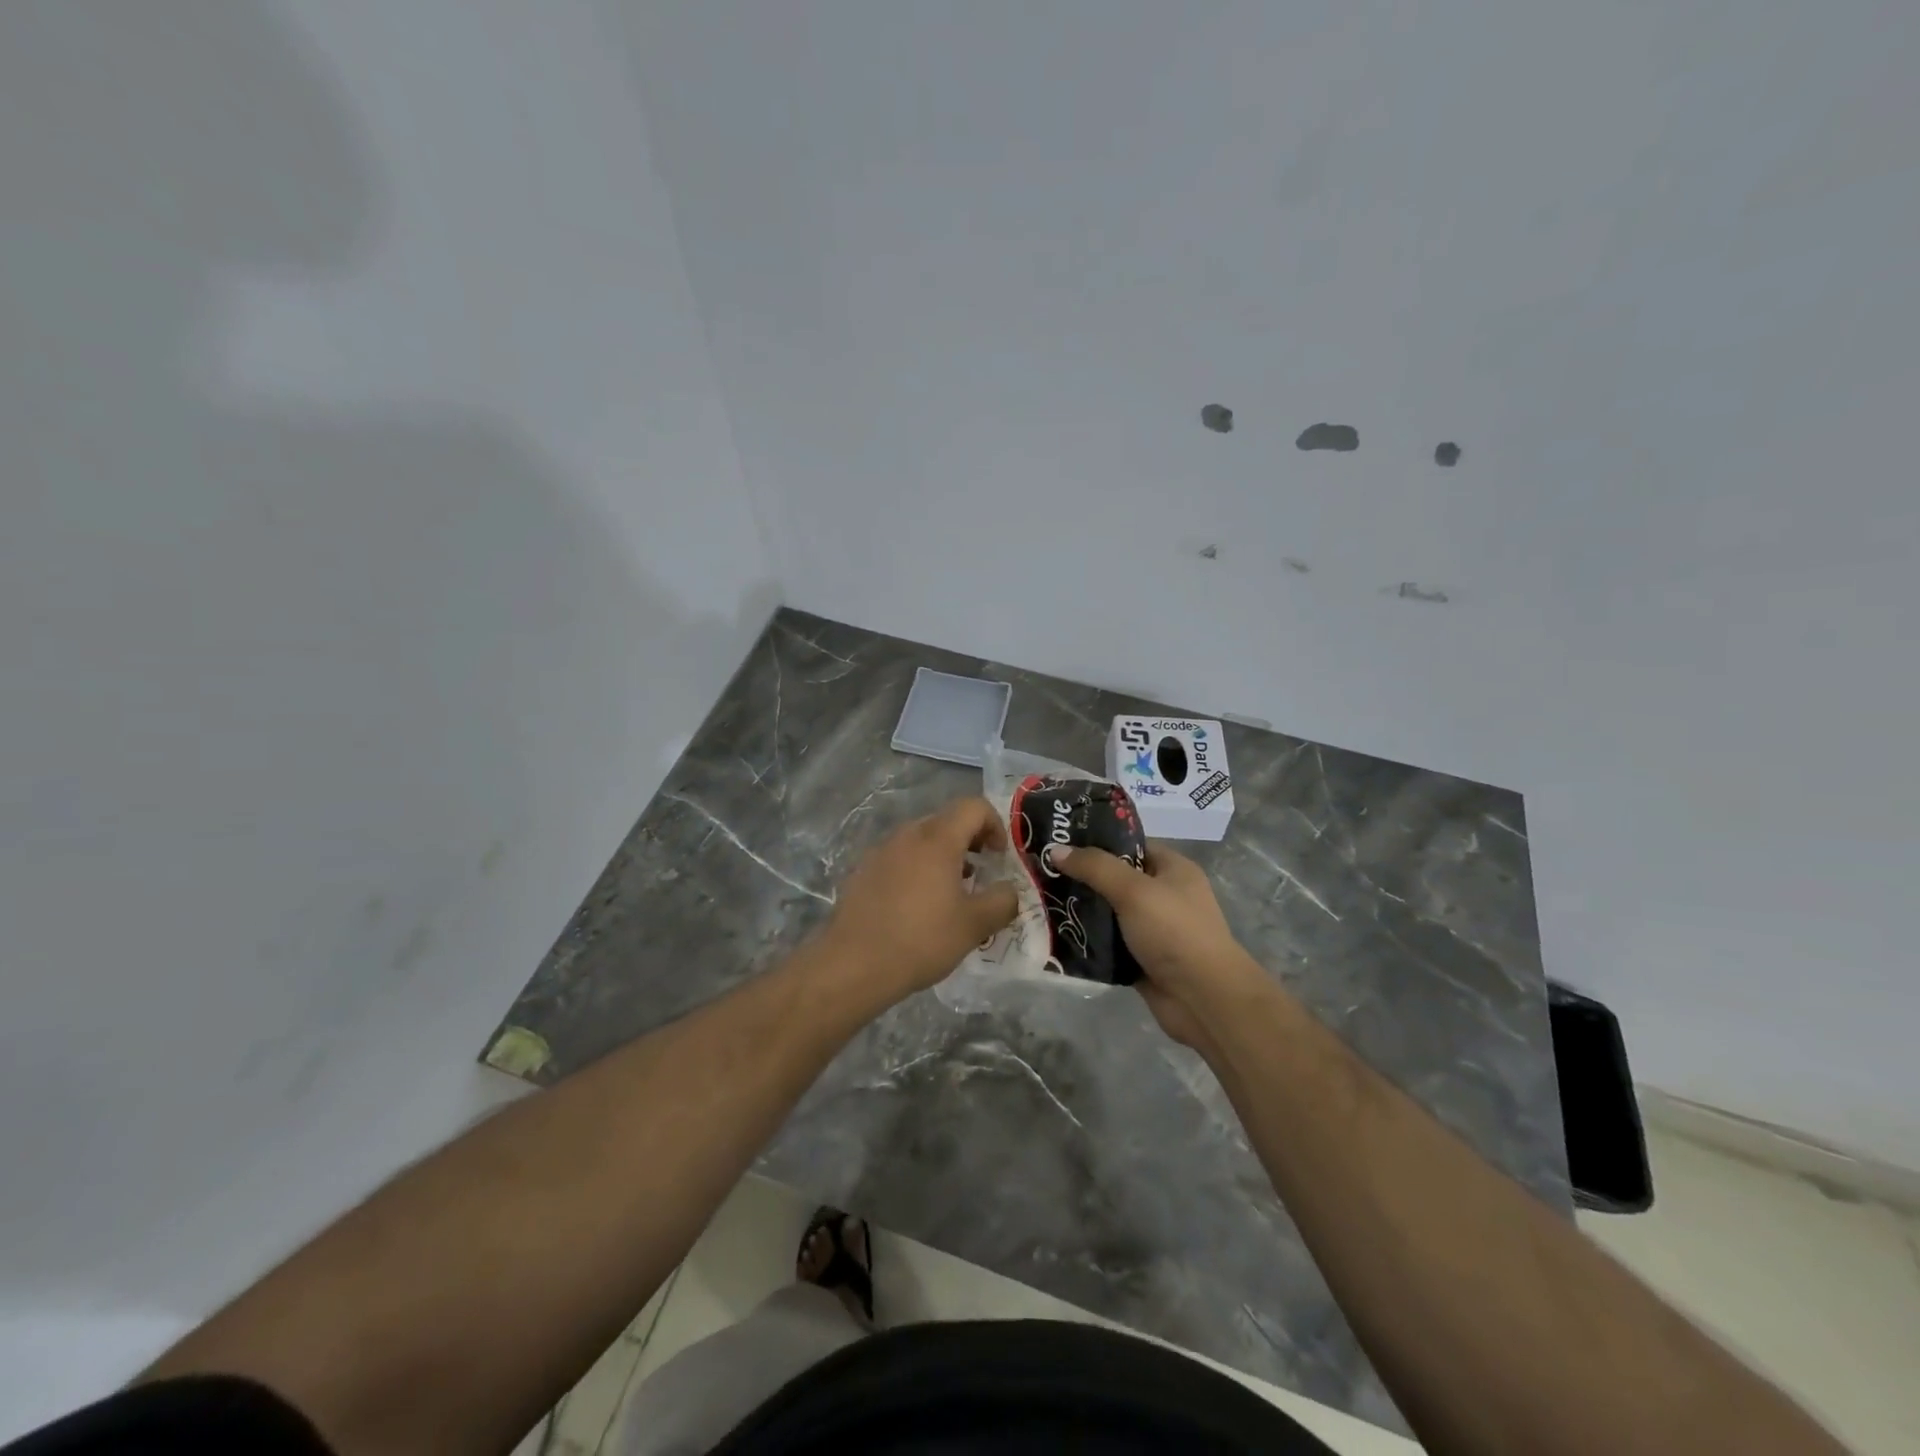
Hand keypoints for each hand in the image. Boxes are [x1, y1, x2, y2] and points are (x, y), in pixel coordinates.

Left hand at [822, 797, 1020, 1003]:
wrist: (853, 964)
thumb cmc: (921, 939)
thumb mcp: (974, 925)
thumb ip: (1002, 901)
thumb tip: (1009, 890)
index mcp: (937, 839)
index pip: (974, 807)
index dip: (995, 824)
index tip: (999, 857)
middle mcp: (907, 835)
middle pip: (947, 820)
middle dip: (970, 841)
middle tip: (981, 874)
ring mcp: (881, 851)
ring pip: (922, 840)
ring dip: (944, 856)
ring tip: (951, 893)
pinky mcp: (863, 871)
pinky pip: (900, 858)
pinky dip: (918, 869)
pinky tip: (918, 906)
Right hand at [1049, 841, 1255, 1050]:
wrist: (1204, 1000)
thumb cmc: (1175, 933)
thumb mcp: (1134, 891)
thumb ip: (1095, 868)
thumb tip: (1055, 850)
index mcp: (1172, 869)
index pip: (1130, 846)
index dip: (1097, 842)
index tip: (1059, 842)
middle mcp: (1164, 896)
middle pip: (1116, 879)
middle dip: (1082, 878)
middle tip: (1041, 873)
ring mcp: (1153, 930)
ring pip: (1109, 914)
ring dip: (1081, 911)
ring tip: (1040, 902)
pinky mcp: (1141, 960)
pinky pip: (1108, 944)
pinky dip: (1088, 942)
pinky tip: (1056, 936)